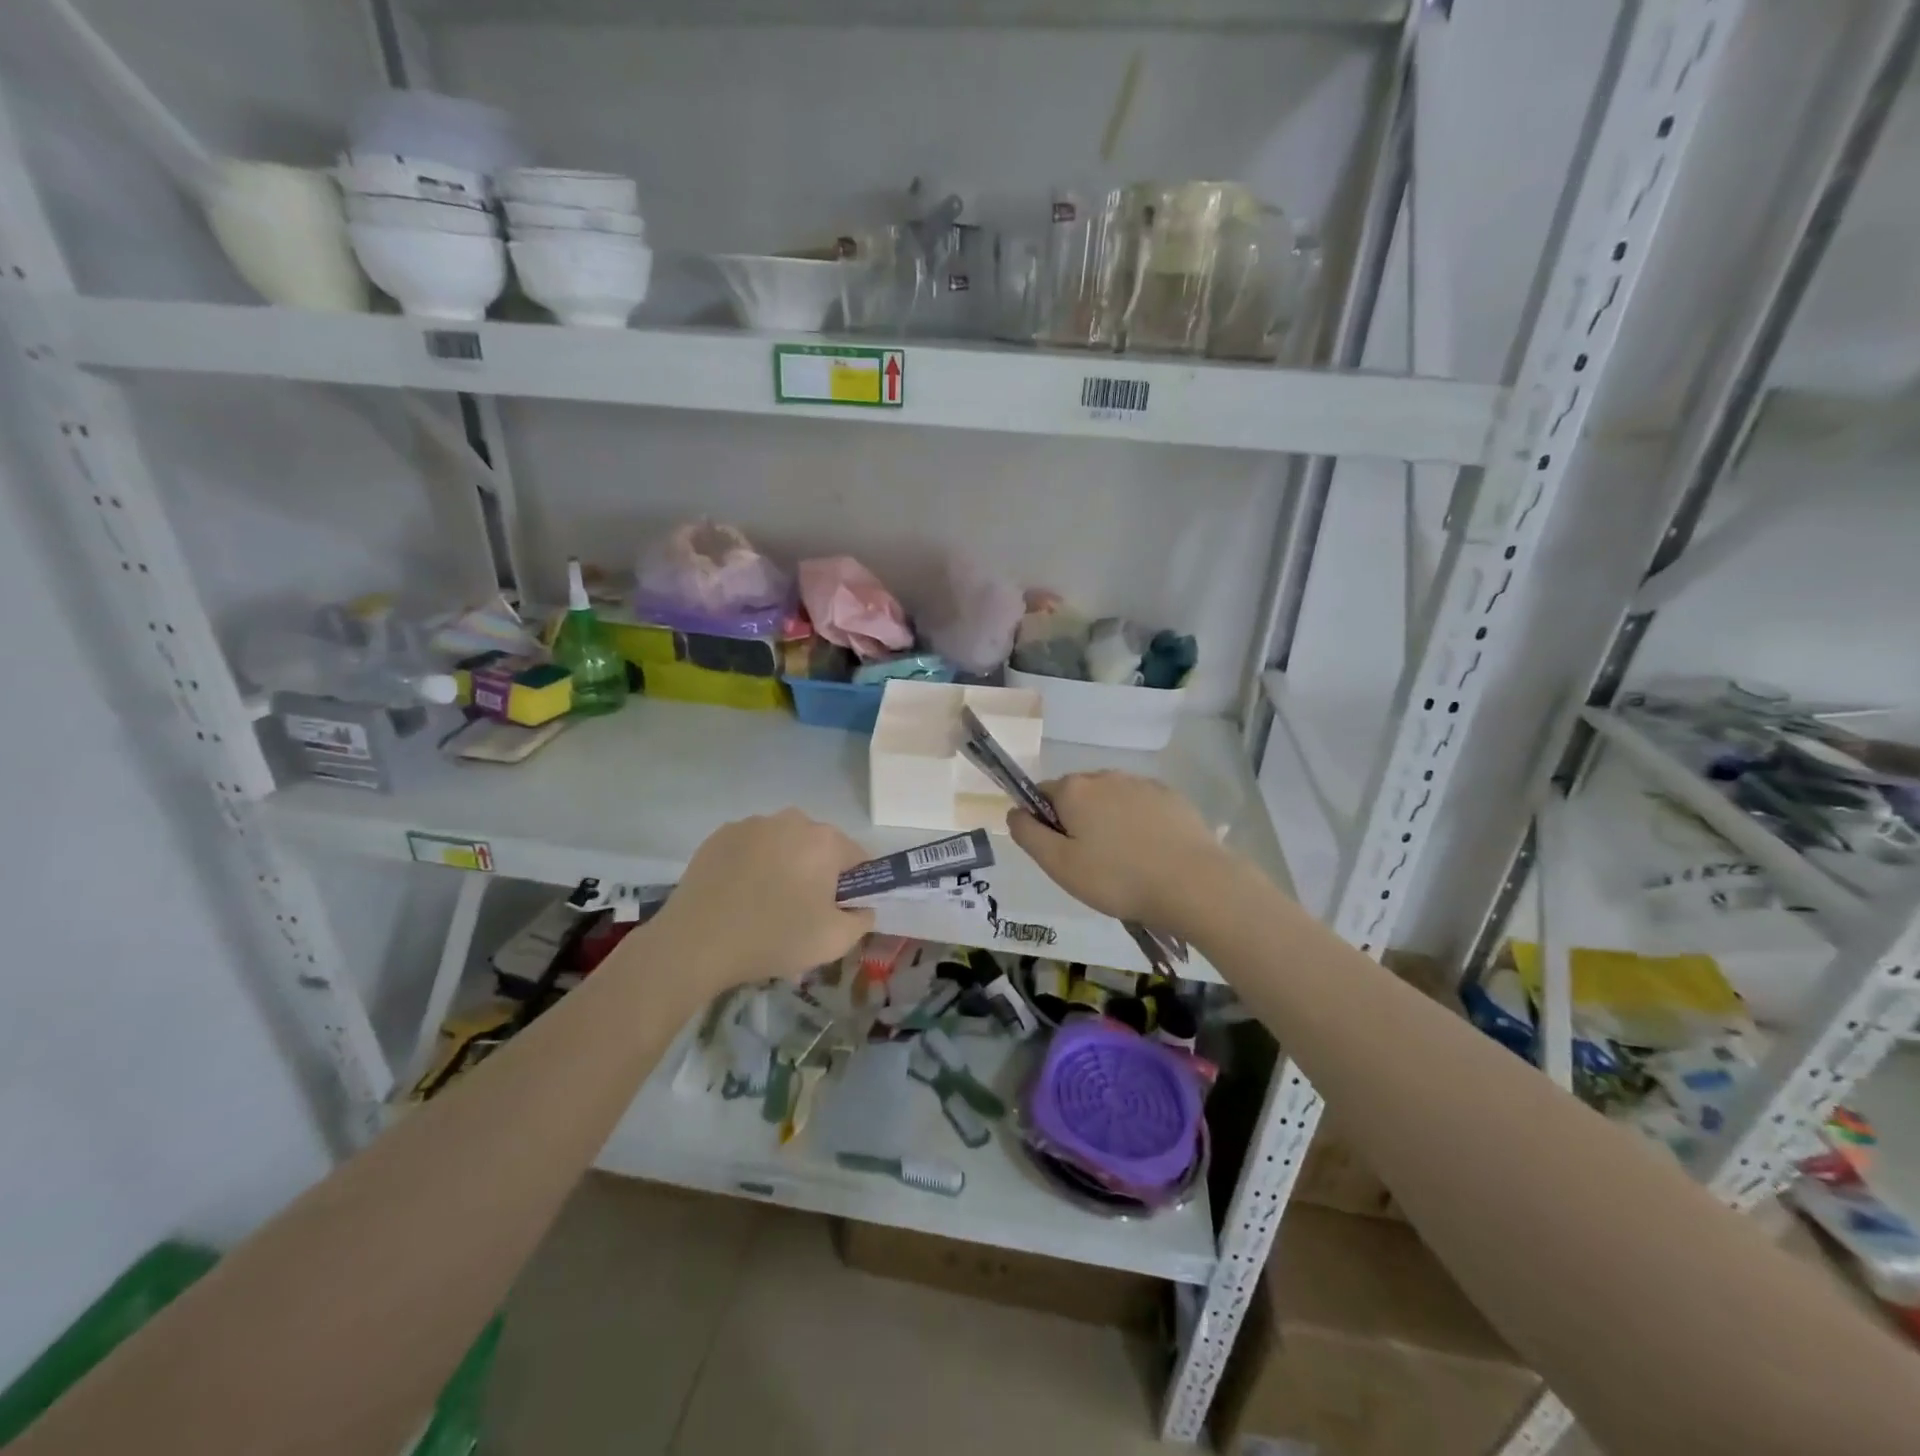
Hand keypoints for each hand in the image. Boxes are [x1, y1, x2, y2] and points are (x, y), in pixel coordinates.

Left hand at [650, 810, 873, 993]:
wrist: (696, 943)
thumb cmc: (774, 938)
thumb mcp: (835, 941)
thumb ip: (863, 919)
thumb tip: (862, 907)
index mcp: (826, 840)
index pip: (858, 858)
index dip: (854, 886)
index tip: (838, 911)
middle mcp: (792, 820)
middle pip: (819, 846)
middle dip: (817, 872)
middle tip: (802, 912)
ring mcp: (753, 824)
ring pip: (784, 844)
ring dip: (784, 866)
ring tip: (764, 905)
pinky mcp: (720, 834)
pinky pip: (751, 847)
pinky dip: (752, 865)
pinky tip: (739, 896)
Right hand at [1007, 771, 1235, 934]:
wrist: (1194, 883)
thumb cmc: (1117, 878)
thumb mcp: (1059, 866)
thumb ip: (1029, 835)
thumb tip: (1014, 811)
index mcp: (1074, 790)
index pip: (1042, 794)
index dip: (1044, 823)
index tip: (1060, 854)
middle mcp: (1105, 776)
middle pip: (1077, 795)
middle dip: (1077, 821)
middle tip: (1091, 864)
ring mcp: (1141, 783)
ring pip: (1110, 799)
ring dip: (1108, 821)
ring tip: (1124, 862)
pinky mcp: (1171, 796)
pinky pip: (1141, 805)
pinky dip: (1138, 823)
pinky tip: (1150, 853)